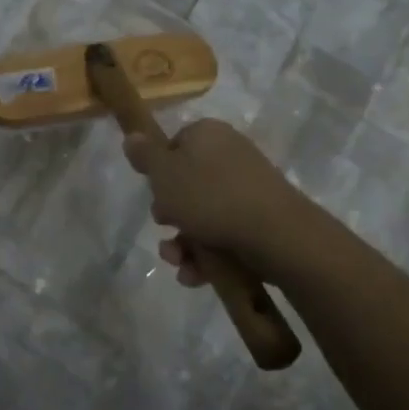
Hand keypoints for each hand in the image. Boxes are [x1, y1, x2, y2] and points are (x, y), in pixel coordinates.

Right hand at [122, 118, 312, 285]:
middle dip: (169, 214)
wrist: (275, 234)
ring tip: (178, 261)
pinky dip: (207, 254)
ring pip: (203, 214)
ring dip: (183, 241)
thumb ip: (144, 155)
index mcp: (207, 134)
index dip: (158, 172)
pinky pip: (224, 232)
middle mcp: (229, 154)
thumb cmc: (209, 196)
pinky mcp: (260, 218)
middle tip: (164, 226)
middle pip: (186, 183)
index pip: (173, 145)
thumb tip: (132, 135)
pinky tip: (195, 274)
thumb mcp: (163, 173)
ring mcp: (248, 187)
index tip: (154, 193)